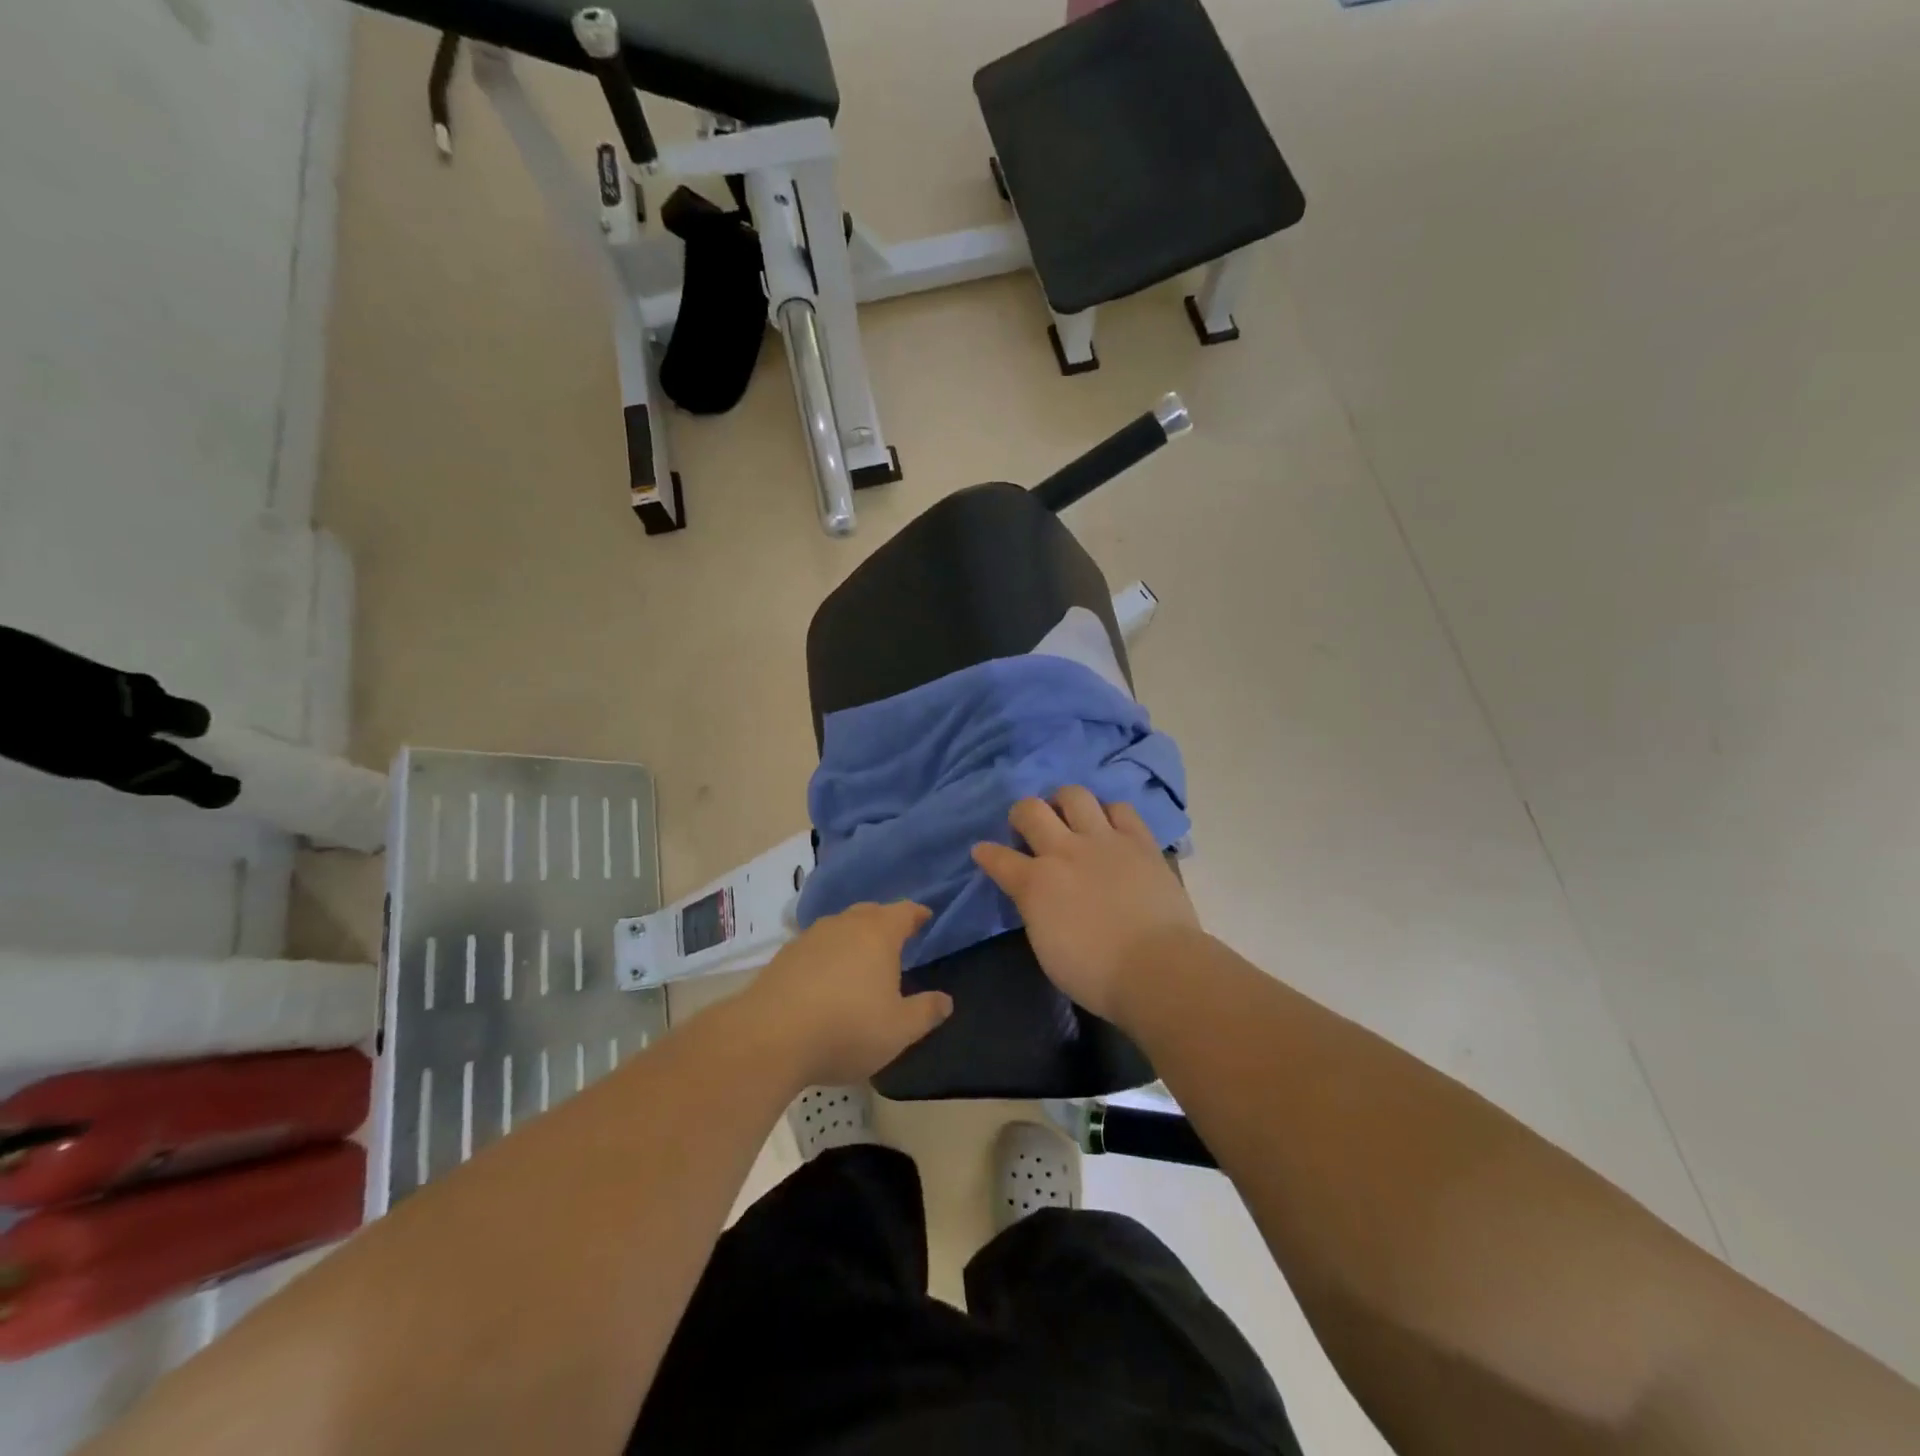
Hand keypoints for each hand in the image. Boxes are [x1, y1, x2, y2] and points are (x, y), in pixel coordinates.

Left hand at [741, 902, 952, 1084]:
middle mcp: (844, 925)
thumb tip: (946, 1001)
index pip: (904, 912)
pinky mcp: (784, 956)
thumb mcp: (898, 1030)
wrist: (769, 1038)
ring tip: (861, 958)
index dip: (917, 914)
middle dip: (885, 921)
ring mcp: (810, 937)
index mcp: (878, 934)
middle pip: (870, 913)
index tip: (926, 918)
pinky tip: (826, 978)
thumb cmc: (846, 1029)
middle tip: (896, 938)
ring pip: (840, 927)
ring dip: (853, 937)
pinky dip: (828, 954)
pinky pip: (816, 946)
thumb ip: (926, 1012)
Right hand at [973, 787, 1199, 1023]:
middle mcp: (1063, 851)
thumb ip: (1036, 911)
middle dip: (1021, 814)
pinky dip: (1109, 813)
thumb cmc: (1095, 974)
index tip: (982, 851)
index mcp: (1035, 883)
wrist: (1157, 968)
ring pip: (1074, 795)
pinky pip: (1120, 809)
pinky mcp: (1139, 841)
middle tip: (1027, 827)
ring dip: (1064, 802)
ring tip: (1068, 816)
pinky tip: (1109, 826)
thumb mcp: (1046, 947)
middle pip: (1030, 810)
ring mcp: (1103, 840)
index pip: (997, 858)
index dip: (985, 853)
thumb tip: (1038, 897)